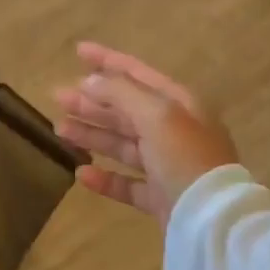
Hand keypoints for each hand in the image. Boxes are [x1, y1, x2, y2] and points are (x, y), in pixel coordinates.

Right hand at [53, 43, 239, 223]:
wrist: (212, 219)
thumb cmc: (185, 157)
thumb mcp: (156, 115)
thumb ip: (121, 93)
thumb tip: (90, 82)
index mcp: (179, 104)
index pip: (138, 74)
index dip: (107, 60)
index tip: (77, 51)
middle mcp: (174, 130)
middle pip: (126, 110)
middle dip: (92, 101)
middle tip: (58, 97)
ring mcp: (167, 165)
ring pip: (123, 145)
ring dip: (92, 135)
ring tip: (60, 129)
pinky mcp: (160, 197)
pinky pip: (127, 183)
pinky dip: (105, 178)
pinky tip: (82, 174)